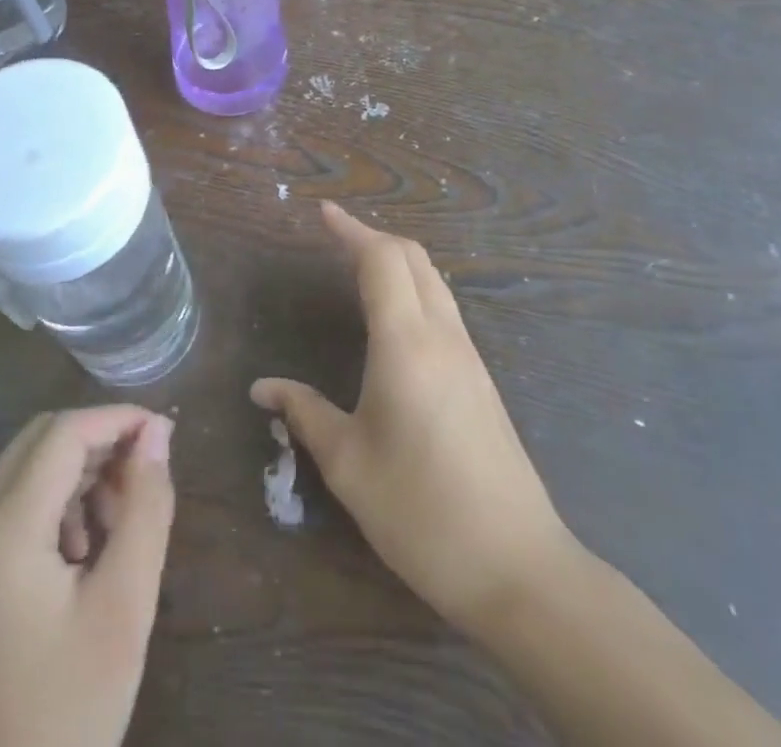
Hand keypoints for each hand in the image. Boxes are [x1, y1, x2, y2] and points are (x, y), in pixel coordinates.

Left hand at [0, 407, 174, 746]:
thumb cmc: (72, 709)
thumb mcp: (125, 605)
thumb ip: (146, 506)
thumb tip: (158, 432)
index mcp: (2, 533)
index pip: (64, 435)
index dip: (118, 419)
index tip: (165, 432)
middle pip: (41, 439)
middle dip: (99, 440)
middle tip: (147, 471)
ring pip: (27, 465)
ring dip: (80, 469)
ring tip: (123, 515)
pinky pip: (14, 500)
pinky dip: (57, 498)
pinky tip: (89, 543)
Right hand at [250, 204, 578, 634]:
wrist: (518, 567)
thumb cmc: (421, 511)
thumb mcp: (349, 464)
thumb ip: (304, 414)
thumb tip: (262, 388)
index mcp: (406, 343)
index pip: (381, 260)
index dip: (351, 230)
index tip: (323, 212)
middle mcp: (442, 336)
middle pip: (413, 258)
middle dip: (373, 237)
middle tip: (335, 236)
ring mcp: (468, 356)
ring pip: (433, 280)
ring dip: (397, 260)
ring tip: (359, 264)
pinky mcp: (480, 379)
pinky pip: (444, 308)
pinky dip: (414, 287)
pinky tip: (394, 316)